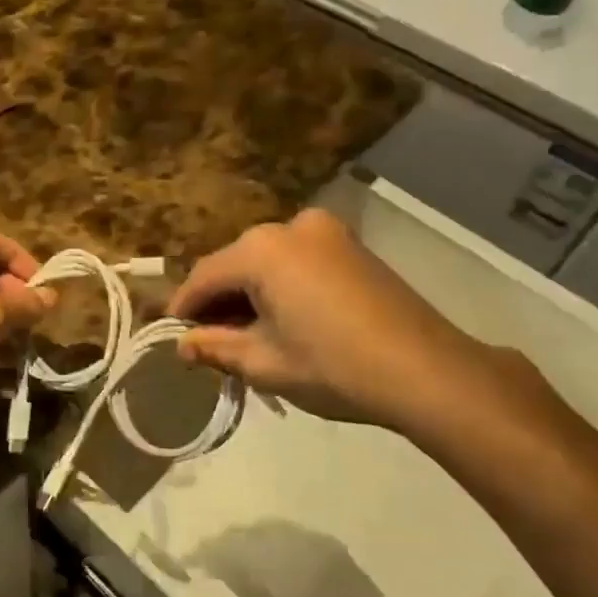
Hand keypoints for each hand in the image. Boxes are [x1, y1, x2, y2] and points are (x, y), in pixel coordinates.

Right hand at [167, 208, 541, 452]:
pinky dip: (280, 286)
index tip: (171, 336)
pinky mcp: (350, 245)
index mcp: (261, 249)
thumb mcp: (264, 363)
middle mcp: (289, 226)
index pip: (204, 277)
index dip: (183, 308)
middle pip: (235, 264)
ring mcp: (325, 231)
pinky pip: (297, 261)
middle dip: (218, 302)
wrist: (426, 370)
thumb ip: (216, 348)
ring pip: (267, 262)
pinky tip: (282, 319)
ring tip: (245, 336)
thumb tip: (184, 346)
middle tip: (209, 343)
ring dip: (250, 294)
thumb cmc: (334, 366)